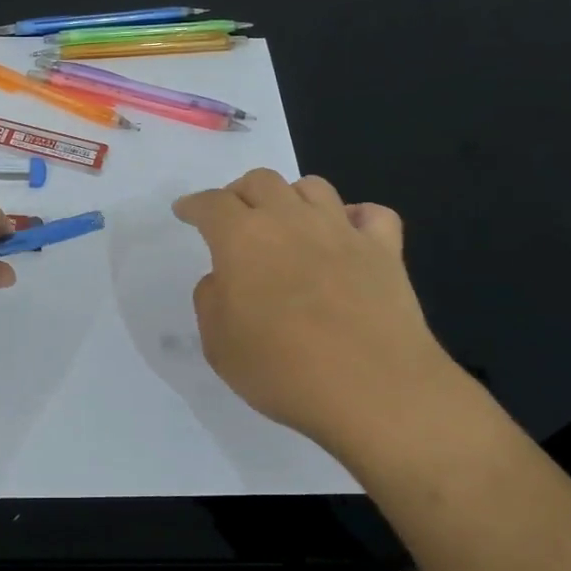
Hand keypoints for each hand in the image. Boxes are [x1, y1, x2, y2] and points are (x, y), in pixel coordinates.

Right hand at [174, 169, 466, 454]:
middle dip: (239, 193)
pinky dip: (355, 217)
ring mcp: (341, 231)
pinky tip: (347, 235)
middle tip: (233, 217)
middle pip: (261, 181)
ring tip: (287, 221)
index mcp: (242, 238)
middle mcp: (290, 220)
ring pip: (313, 187)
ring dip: (291, 197)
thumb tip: (223, 279)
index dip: (194, 205)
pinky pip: (372, 214)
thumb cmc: (282, 369)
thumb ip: (211, 300)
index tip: (185, 210)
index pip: (211, 204)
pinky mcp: (384, 250)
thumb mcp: (218, 344)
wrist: (372, 390)